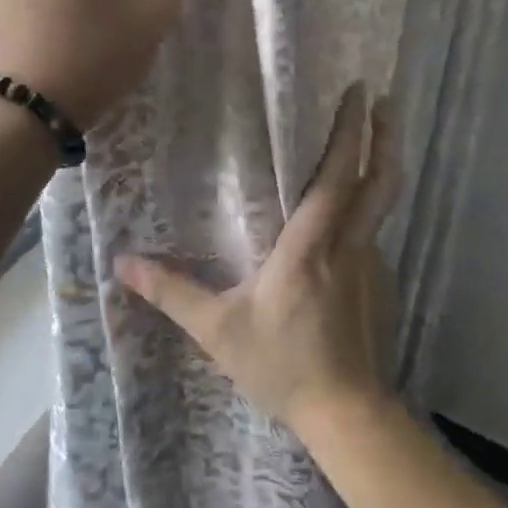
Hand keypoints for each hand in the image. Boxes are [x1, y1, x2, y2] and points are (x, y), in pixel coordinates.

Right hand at [117, 85, 400, 430]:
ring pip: (381, 205)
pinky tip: (348, 220)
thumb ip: (172, 293)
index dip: (349, 132)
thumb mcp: (219, 330)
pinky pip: (373, 235)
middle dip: (384, 137)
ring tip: (371, 145)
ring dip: (379, 168)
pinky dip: (368, 210)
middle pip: (378, 180)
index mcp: (311, 245)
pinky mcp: (380, 287)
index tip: (361, 93)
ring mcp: (371, 265)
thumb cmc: (282, 365)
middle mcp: (349, 245)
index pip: (336, 177)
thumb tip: (123, 264)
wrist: (347, 414)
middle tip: (385, 101)